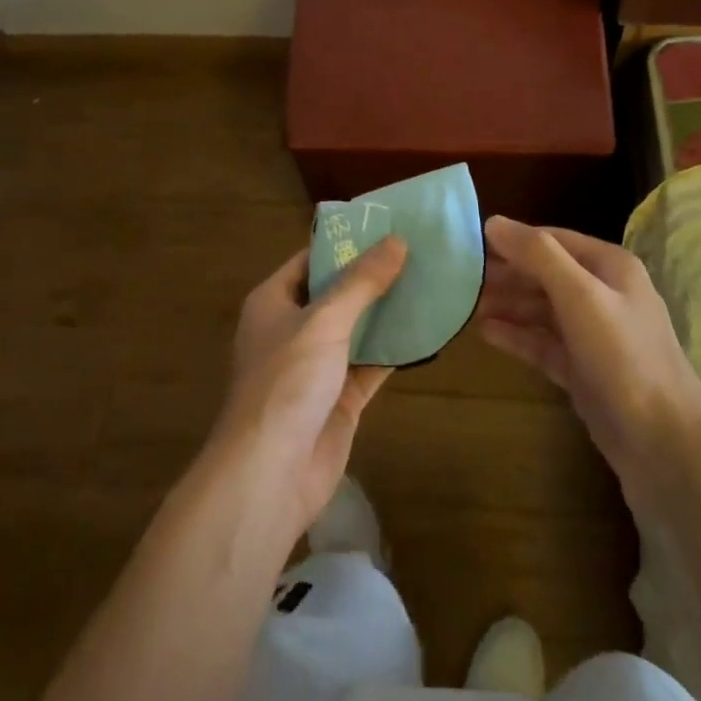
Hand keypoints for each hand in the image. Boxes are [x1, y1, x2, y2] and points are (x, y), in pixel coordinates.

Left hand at [209, 237, 407, 543]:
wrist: (269, 475)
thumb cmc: (286, 382)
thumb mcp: (324, 320)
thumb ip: (362, 282)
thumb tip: (397, 240)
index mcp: (274, 301)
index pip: (312, 259)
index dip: (346, 242)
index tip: (387, 225)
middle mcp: (293, 328)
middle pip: (337, 292)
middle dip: (374, 276)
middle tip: (419, 250)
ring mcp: (317, 366)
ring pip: (357, 328)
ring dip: (388, 311)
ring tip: (430, 281)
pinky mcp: (339, 398)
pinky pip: (371, 364)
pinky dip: (395, 349)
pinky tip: (428, 330)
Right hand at [477, 216, 700, 503]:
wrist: (665, 447)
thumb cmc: (624, 358)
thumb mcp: (580, 296)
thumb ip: (538, 256)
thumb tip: (494, 222)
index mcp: (610, 267)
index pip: (553, 240)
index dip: (513, 240)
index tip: (469, 243)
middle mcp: (603, 294)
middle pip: (546, 274)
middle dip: (506, 274)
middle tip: (460, 277)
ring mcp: (594, 335)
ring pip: (542, 310)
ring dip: (508, 304)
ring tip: (466, 304)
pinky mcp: (584, 371)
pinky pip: (543, 344)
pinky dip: (517, 336)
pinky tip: (486, 333)